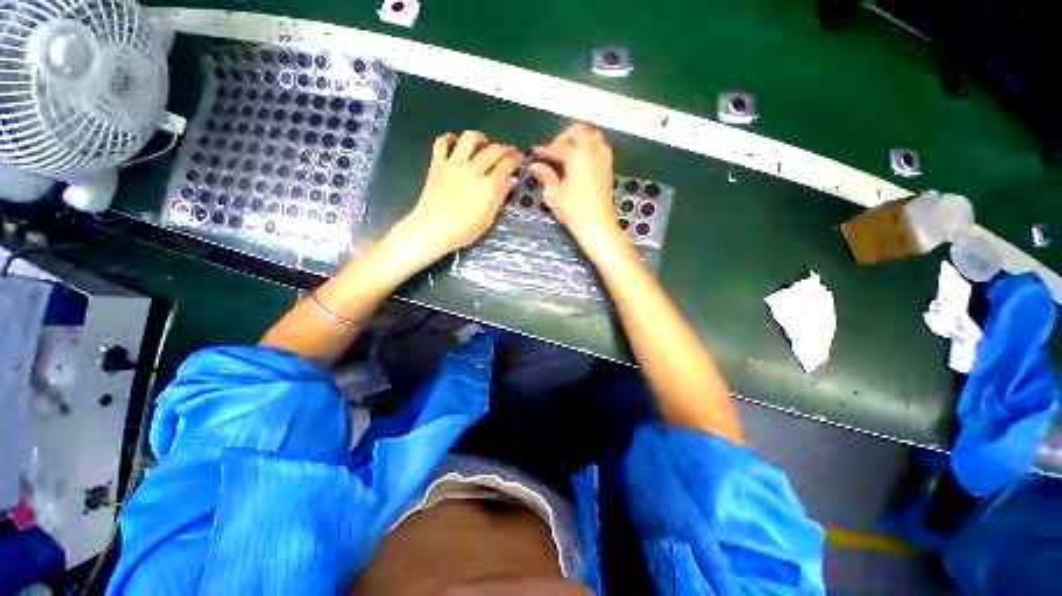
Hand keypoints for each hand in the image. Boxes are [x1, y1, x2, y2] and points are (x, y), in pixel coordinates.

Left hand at [386, 131, 519, 268]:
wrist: (433, 229)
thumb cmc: (464, 230)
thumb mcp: (488, 218)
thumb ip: (500, 196)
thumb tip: (512, 180)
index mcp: (488, 186)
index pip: (506, 165)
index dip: (515, 159)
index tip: (519, 157)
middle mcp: (473, 170)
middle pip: (492, 150)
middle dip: (504, 148)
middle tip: (509, 151)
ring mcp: (454, 164)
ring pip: (469, 138)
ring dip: (480, 138)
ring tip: (484, 144)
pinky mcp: (437, 164)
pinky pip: (442, 142)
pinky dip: (450, 139)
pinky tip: (456, 144)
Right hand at [530, 124, 624, 259]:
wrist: (598, 226)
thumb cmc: (574, 211)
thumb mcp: (554, 194)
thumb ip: (545, 176)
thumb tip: (535, 165)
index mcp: (578, 155)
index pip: (558, 147)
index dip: (544, 150)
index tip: (535, 153)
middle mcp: (593, 150)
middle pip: (579, 131)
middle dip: (564, 137)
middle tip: (553, 150)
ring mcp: (604, 158)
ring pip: (592, 136)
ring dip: (578, 139)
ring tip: (566, 154)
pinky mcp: (609, 167)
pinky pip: (599, 147)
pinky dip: (588, 147)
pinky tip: (578, 162)